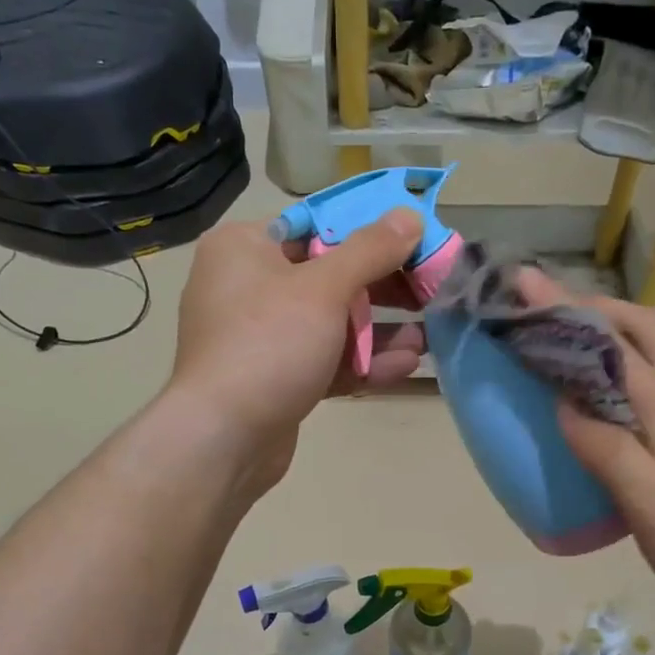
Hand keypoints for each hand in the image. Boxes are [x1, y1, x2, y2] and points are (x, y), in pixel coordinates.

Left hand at [167, 210, 426, 494]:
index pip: (316, 224)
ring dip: (380, 331)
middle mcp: (247, 286)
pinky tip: (406, 365)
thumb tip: (408, 215)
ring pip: (330, 323)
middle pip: (328, 275)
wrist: (224, 439)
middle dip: (383, 288)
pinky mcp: (274, 378)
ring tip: (428, 336)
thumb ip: (370, 250)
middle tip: (430, 291)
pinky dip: (360, 361)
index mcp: (244, 247)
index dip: (371, 231)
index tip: (415, 242)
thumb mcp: (324, 288)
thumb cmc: (268, 345)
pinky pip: (323, 359)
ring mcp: (259, 337)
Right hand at [520, 270, 654, 622]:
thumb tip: (565, 405)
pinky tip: (619, 400)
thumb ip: (607, 451)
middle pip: (643, 325)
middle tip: (547, 309)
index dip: (561, 309)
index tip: (523, 283)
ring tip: (572, 344)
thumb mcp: (653, 511)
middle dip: (592, 306)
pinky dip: (634, 364)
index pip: (608, 342)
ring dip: (615, 330)